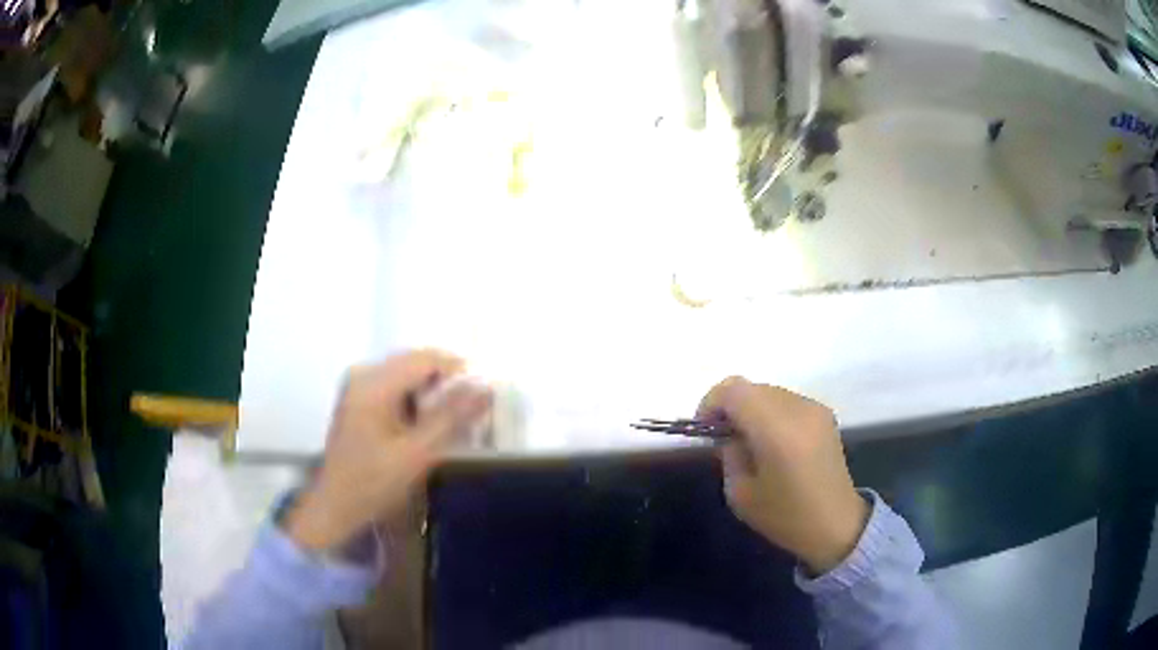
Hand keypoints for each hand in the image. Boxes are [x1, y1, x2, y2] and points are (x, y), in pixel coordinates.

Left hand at [284, 351, 491, 551]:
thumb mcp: (417, 453)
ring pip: (409, 373)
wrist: (335, 505)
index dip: (460, 371)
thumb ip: (451, 418)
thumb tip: (486, 388)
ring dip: (433, 392)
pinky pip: (397, 385)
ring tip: (453, 420)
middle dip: (448, 382)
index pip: (426, 358)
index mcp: (373, 382)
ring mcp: (358, 383)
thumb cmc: (373, 482)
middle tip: (473, 411)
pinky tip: (426, 425)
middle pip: (417, 362)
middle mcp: (364, 373)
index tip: (484, 396)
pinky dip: (417, 399)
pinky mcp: (359, 397)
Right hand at [699, 377, 867, 574]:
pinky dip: (771, 413)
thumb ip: (729, 455)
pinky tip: (773, 442)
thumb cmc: (785, 517)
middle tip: (724, 437)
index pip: (734, 391)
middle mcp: (798, 409)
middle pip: (751, 388)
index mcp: (776, 431)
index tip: (704, 429)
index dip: (711, 403)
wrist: (837, 524)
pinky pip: (786, 401)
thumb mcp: (740, 494)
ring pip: (768, 392)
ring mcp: (814, 408)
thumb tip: (729, 434)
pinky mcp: (824, 413)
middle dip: (731, 406)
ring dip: (752, 409)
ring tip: (749, 441)